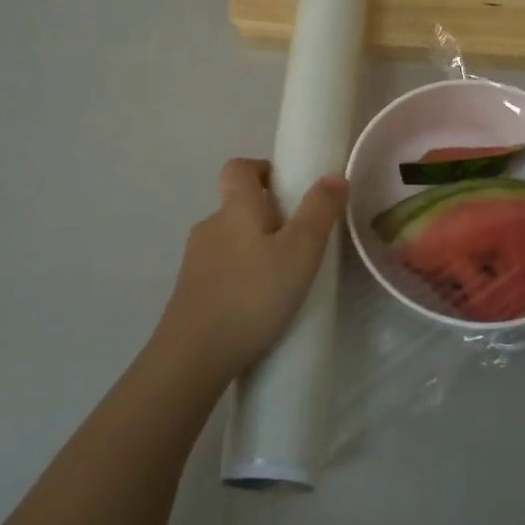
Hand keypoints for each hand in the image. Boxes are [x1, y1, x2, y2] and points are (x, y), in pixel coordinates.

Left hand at [153, 158, 348, 386]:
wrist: (194, 356)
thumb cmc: (253, 295)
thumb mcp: (301, 251)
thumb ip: (320, 211)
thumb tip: (334, 176)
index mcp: (235, 208)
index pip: (239, 168)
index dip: (262, 169)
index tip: (288, 189)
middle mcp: (210, 226)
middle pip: (238, 206)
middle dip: (268, 217)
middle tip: (299, 244)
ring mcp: (195, 261)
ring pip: (231, 241)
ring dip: (255, 250)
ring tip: (283, 280)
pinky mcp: (190, 291)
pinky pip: (221, 270)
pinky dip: (241, 277)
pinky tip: (258, 306)